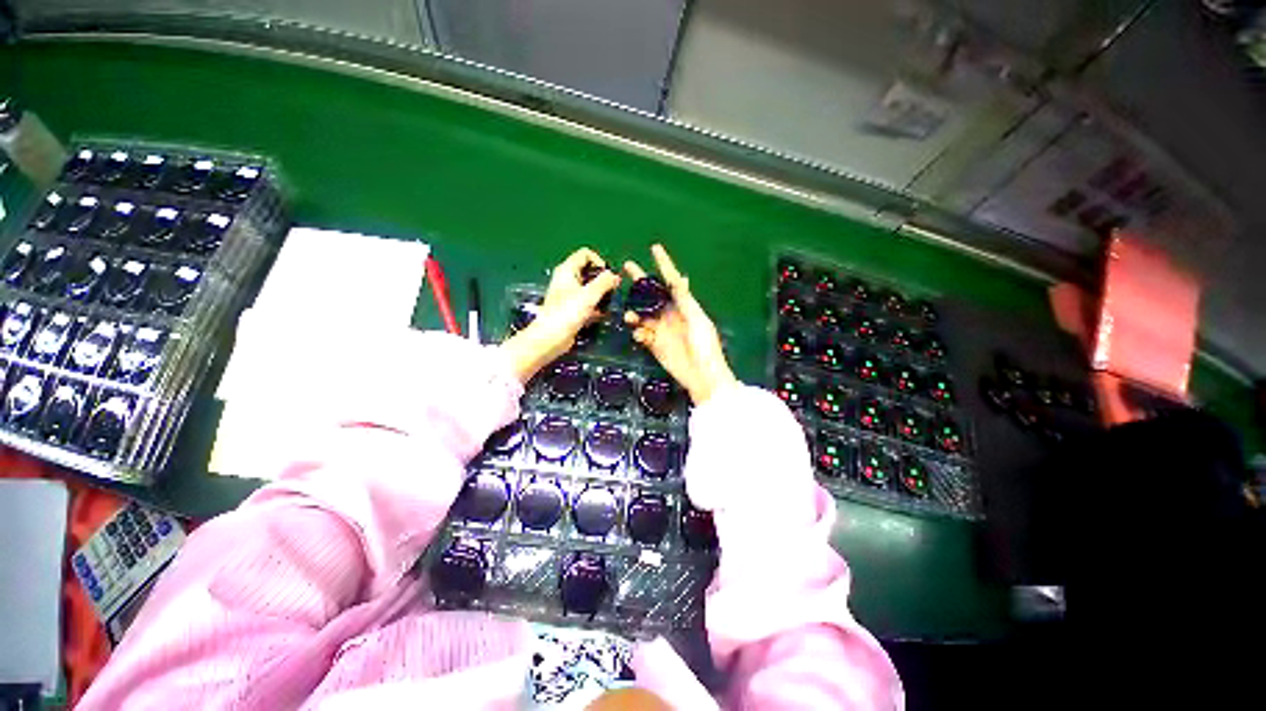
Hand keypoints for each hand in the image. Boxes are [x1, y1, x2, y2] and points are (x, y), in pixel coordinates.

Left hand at [500, 248, 619, 383]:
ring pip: (589, 289)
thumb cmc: (568, 313)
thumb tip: (615, 275)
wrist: (551, 338)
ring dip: (601, 295)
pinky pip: (587, 303)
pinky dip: (595, 307)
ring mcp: (569, 296)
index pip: (585, 254)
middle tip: (613, 292)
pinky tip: (602, 315)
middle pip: (589, 272)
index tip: (608, 276)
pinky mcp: (571, 310)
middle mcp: (567, 280)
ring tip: (610, 304)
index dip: (599, 261)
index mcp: (567, 270)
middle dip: (603, 280)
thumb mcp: (589, 295)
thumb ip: (604, 282)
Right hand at [624, 244, 736, 405]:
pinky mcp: (654, 345)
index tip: (655, 248)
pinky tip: (641, 336)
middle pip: (652, 295)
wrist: (702, 375)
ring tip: (629, 316)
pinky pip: (641, 334)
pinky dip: (638, 333)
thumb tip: (682, 277)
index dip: (664, 264)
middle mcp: (670, 314)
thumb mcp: (697, 319)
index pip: (672, 281)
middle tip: (626, 267)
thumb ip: (686, 300)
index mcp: (684, 306)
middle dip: (640, 282)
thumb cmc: (704, 345)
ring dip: (634, 313)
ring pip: (642, 315)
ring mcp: (661, 330)